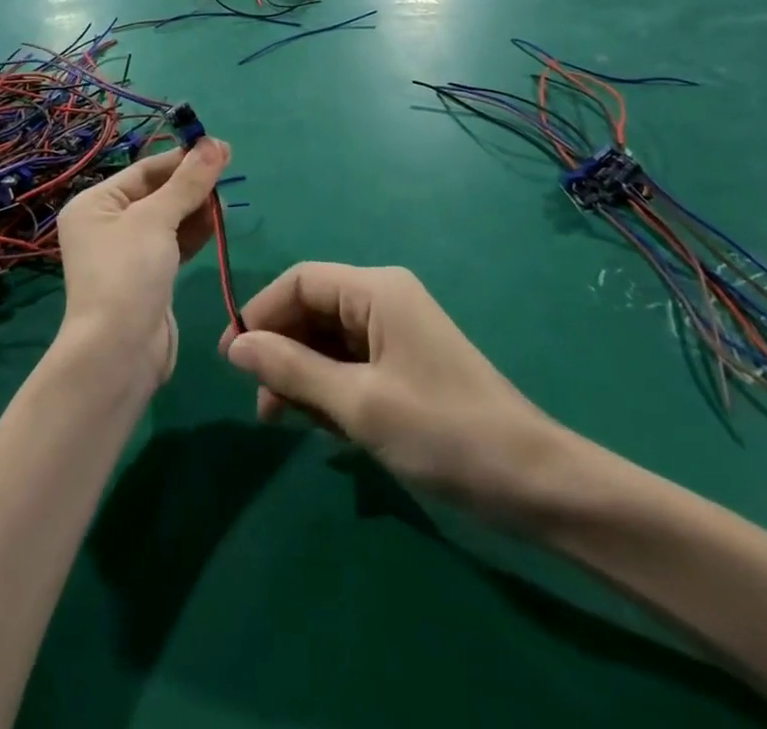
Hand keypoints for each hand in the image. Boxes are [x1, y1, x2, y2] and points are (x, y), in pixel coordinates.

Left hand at [56, 137, 229, 385]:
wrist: (119, 353)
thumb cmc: (127, 274)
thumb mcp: (156, 220)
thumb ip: (188, 182)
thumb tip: (214, 143)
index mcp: (94, 204)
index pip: (143, 170)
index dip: (181, 158)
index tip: (218, 147)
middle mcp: (107, 225)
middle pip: (156, 193)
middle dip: (191, 183)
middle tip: (229, 168)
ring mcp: (128, 254)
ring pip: (168, 219)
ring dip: (196, 206)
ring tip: (226, 195)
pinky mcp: (149, 278)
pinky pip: (173, 245)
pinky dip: (194, 232)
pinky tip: (217, 220)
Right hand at [222, 264, 576, 523]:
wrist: (535, 485)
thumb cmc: (443, 433)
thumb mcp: (358, 404)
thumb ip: (292, 369)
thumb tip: (234, 345)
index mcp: (376, 290)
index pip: (300, 281)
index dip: (261, 313)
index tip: (231, 358)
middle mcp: (383, 300)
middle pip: (312, 309)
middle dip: (280, 350)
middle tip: (260, 403)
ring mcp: (395, 334)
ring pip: (327, 341)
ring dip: (300, 375)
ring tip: (281, 421)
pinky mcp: (402, 366)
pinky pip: (349, 364)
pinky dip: (327, 389)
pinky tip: (317, 426)